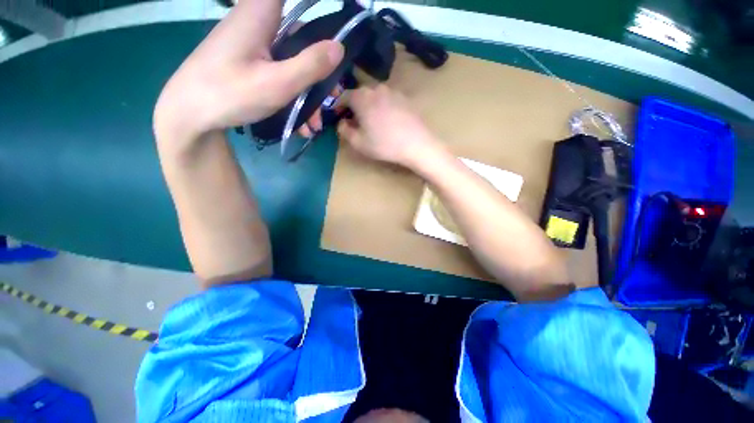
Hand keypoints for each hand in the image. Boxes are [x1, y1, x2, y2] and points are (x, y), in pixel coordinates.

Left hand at [153, 0, 343, 142]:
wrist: (189, 115)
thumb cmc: (230, 94)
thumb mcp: (277, 83)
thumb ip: (310, 65)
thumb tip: (339, 47)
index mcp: (260, 13)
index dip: (315, 7)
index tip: (334, 27)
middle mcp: (257, 23)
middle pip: (299, 38)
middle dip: (319, 70)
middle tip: (332, 97)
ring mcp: (253, 45)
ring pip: (290, 61)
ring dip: (307, 92)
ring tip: (314, 123)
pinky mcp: (249, 62)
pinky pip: (278, 73)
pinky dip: (292, 95)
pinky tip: (300, 124)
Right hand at [337, 85, 440, 166]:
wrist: (416, 143)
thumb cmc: (384, 144)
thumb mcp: (359, 143)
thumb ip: (344, 131)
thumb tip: (341, 123)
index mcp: (361, 97)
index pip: (343, 96)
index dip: (338, 106)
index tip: (337, 116)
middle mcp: (376, 88)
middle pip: (360, 94)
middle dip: (354, 106)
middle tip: (355, 121)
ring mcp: (393, 91)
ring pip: (375, 96)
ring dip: (369, 106)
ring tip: (372, 121)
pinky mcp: (405, 98)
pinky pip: (388, 99)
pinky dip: (383, 107)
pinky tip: (387, 120)